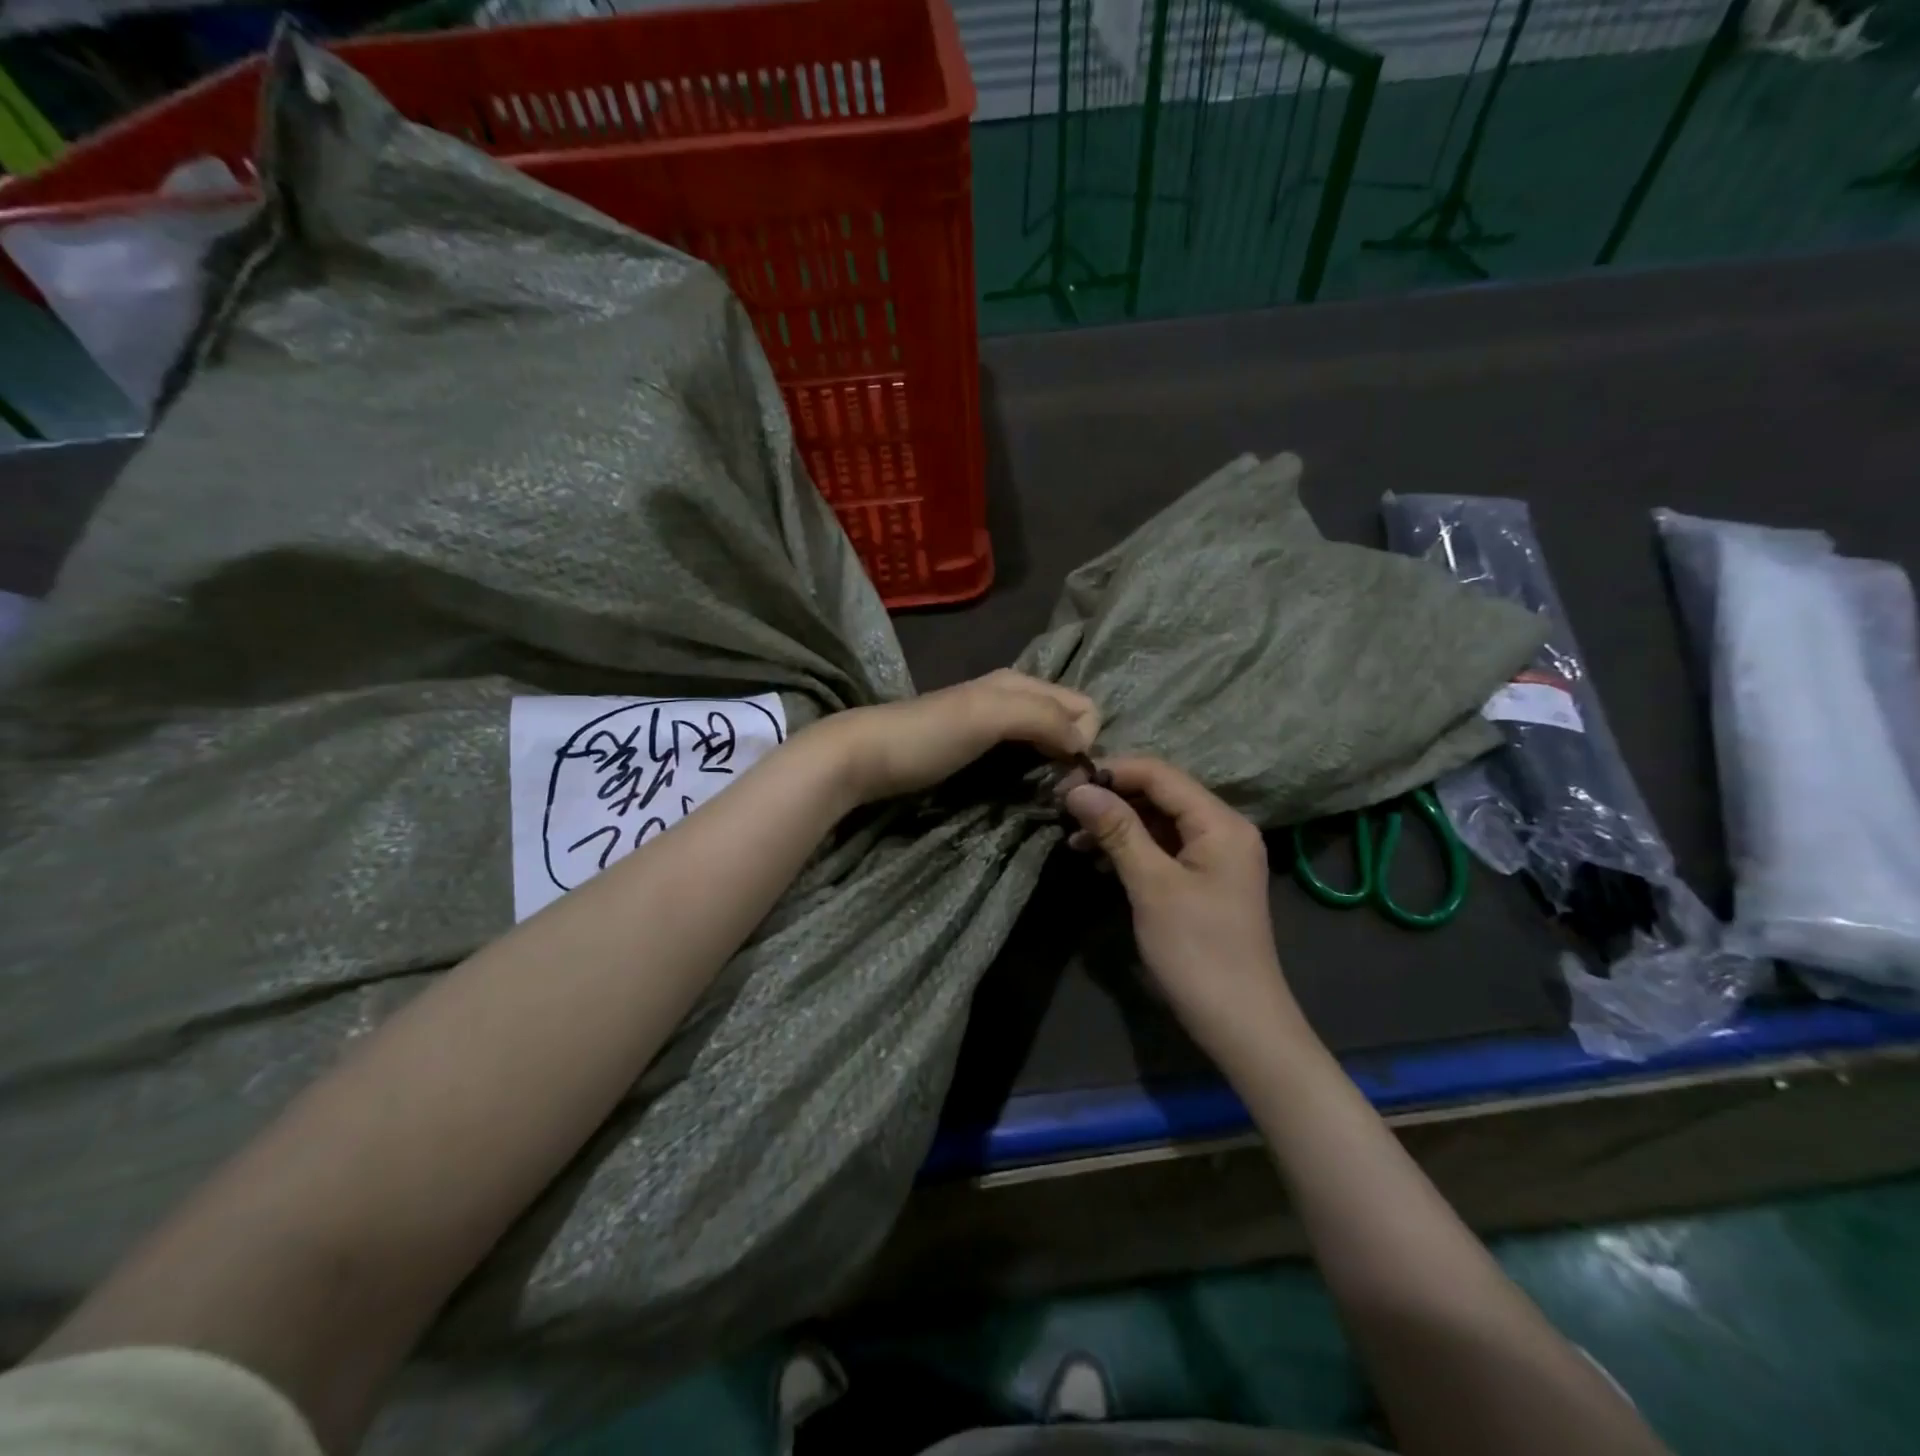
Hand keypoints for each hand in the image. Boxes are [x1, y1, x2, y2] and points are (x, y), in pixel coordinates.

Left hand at [812, 670, 1099, 806]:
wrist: (864, 756)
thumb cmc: (928, 735)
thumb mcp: (989, 715)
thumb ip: (1042, 718)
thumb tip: (1083, 744)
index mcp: (1021, 683)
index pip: (1085, 706)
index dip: (1087, 739)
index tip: (1069, 776)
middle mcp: (1013, 698)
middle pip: (1069, 722)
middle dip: (1076, 751)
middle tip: (1059, 790)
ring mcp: (994, 724)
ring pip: (1048, 740)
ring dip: (1056, 764)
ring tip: (1045, 793)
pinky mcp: (977, 750)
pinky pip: (1024, 755)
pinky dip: (1034, 770)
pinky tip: (1023, 788)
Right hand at [1063, 756, 1302, 1055]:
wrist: (1240, 1024)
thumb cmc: (1197, 951)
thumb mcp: (1152, 886)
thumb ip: (1118, 831)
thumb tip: (1078, 788)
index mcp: (1220, 822)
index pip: (1159, 774)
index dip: (1111, 772)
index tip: (1064, 784)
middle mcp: (1221, 828)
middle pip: (1159, 793)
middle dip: (1111, 797)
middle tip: (1062, 808)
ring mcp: (1213, 855)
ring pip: (1157, 821)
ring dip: (1116, 824)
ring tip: (1072, 837)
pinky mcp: (1201, 879)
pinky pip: (1161, 847)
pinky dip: (1129, 847)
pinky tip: (1096, 858)